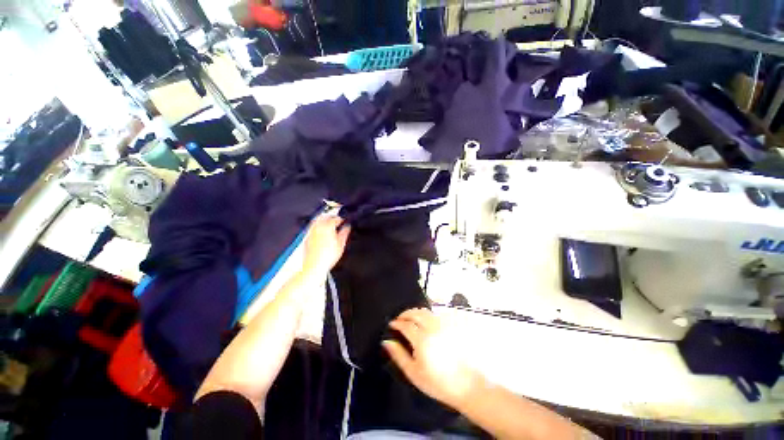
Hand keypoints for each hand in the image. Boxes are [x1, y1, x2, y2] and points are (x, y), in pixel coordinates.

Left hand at [302, 214, 350, 278]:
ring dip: (323, 220)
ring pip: (317, 221)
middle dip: (331, 217)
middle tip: (337, 220)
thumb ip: (345, 233)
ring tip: (329, 225)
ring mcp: (311, 232)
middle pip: (324, 217)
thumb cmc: (327, 257)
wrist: (315, 266)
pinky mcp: (307, 237)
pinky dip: (318, 226)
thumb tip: (347, 227)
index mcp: (327, 227)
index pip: (335, 218)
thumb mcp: (341, 244)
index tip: (344, 221)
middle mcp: (318, 227)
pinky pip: (313, 227)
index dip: (341, 219)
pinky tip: (322, 232)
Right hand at [383, 308, 483, 408]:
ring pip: (426, 311)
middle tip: (399, 319)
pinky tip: (424, 322)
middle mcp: (432, 328)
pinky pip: (436, 315)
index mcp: (422, 339)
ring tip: (410, 319)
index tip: (391, 324)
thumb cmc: (437, 382)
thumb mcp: (413, 373)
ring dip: (415, 312)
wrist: (466, 385)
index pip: (405, 325)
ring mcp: (443, 325)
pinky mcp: (451, 326)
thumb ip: (398, 355)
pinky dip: (427, 315)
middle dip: (405, 314)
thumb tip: (387, 341)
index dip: (396, 323)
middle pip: (415, 313)